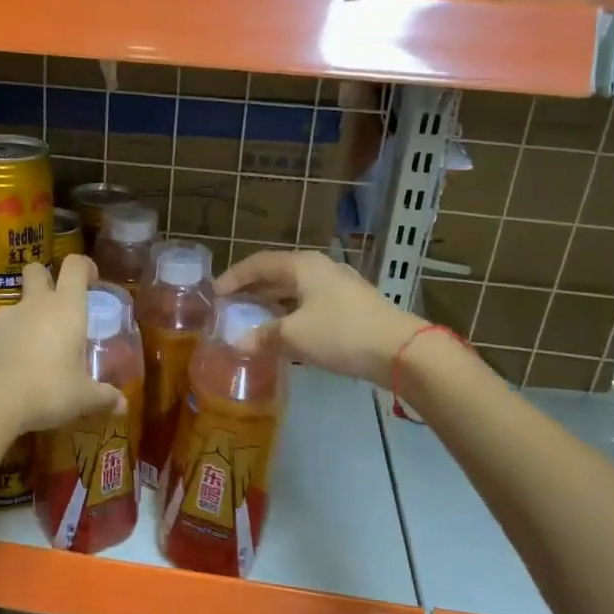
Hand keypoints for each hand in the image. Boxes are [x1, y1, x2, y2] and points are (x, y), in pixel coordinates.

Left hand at [0, 256, 124, 433]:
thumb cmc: (48, 390)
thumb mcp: (83, 398)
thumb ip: (104, 398)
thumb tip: (123, 406)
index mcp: (66, 308)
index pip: (76, 266)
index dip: (85, 267)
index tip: (92, 282)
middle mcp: (34, 304)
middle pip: (36, 270)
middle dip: (45, 278)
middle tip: (57, 306)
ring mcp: (3, 318)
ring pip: (15, 304)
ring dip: (24, 317)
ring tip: (33, 349)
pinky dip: (4, 342)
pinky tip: (9, 368)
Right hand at [216, 250, 428, 386]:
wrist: (400, 350)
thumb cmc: (341, 333)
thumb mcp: (295, 336)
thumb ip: (263, 337)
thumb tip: (239, 343)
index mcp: (303, 265)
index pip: (259, 263)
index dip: (234, 277)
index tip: (214, 293)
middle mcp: (319, 269)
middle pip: (277, 275)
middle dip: (252, 291)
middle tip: (230, 307)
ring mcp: (338, 287)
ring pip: (295, 291)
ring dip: (272, 305)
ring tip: (252, 321)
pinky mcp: (350, 307)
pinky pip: (310, 305)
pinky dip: (291, 316)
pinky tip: (284, 334)